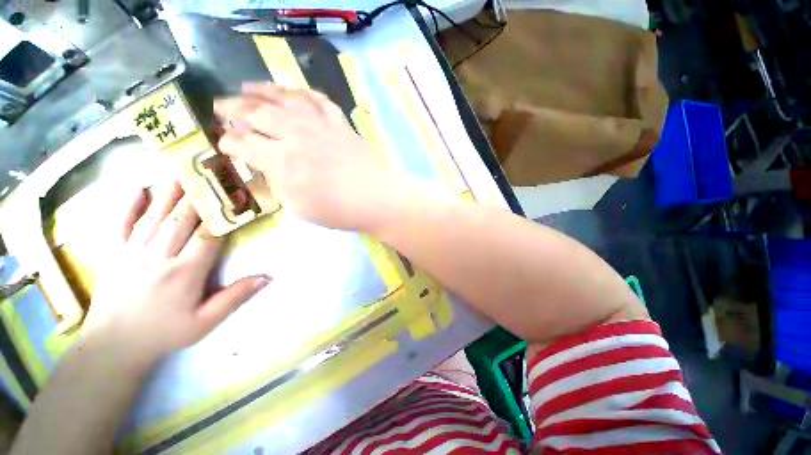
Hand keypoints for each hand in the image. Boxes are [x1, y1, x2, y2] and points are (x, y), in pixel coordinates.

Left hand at [83, 181, 268, 365]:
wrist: (113, 346)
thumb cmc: (164, 333)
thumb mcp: (205, 323)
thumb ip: (235, 298)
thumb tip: (267, 277)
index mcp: (184, 272)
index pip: (208, 236)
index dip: (222, 216)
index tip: (234, 199)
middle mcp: (159, 257)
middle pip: (181, 220)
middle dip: (198, 197)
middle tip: (209, 175)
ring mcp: (133, 253)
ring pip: (155, 217)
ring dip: (169, 194)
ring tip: (181, 172)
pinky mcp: (115, 254)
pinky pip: (121, 225)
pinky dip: (128, 207)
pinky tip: (137, 190)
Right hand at [214, 84, 399, 230]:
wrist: (378, 199)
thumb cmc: (340, 210)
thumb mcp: (299, 207)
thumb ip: (278, 182)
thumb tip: (267, 165)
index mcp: (282, 161)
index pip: (244, 144)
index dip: (229, 142)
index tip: (222, 142)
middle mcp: (296, 135)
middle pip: (257, 114)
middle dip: (233, 109)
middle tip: (220, 106)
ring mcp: (320, 125)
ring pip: (283, 99)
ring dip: (261, 91)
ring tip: (246, 87)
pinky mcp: (340, 123)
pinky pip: (317, 99)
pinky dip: (301, 91)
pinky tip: (292, 90)